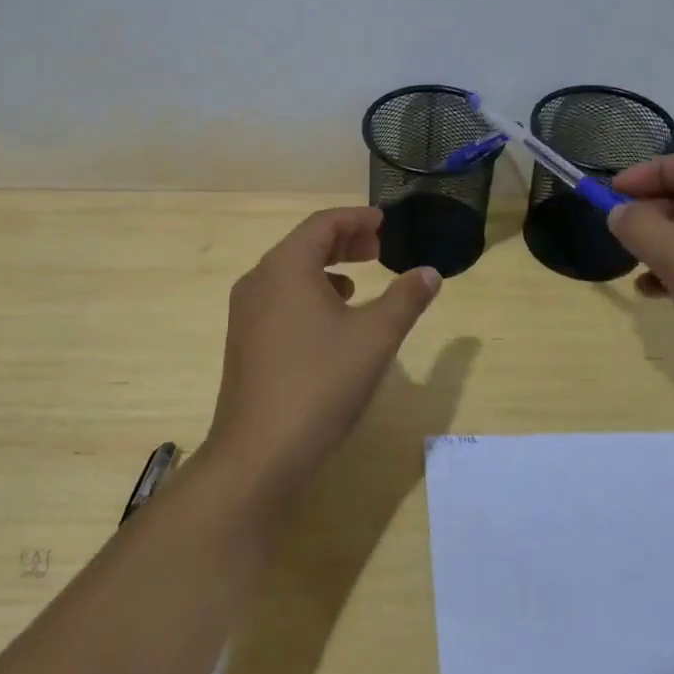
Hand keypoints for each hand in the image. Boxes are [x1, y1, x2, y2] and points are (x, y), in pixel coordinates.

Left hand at [204, 207, 440, 507]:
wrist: (258, 454)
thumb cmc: (320, 383)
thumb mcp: (375, 337)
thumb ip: (405, 299)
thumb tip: (429, 273)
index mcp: (286, 266)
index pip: (322, 224)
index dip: (355, 218)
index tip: (383, 222)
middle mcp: (259, 280)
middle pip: (304, 244)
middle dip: (343, 241)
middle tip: (378, 248)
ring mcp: (245, 313)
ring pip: (290, 273)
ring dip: (325, 269)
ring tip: (357, 283)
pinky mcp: (243, 343)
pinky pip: (279, 299)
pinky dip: (308, 295)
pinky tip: (330, 322)